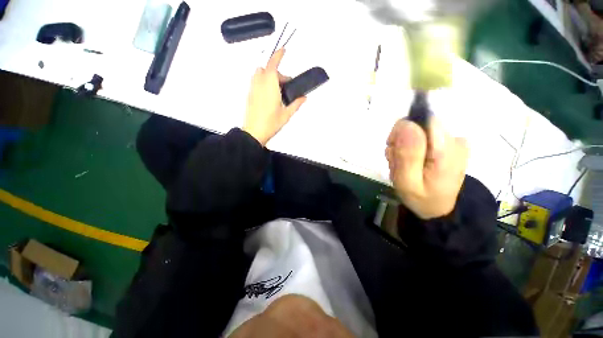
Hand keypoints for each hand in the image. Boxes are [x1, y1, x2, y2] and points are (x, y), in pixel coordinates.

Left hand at [243, 48, 305, 145]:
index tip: (284, 50)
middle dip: (278, 73)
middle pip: (268, 69)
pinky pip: (256, 82)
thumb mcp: (287, 114)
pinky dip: (264, 82)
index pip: (273, 64)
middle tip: (286, 86)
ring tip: (277, 90)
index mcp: (270, 86)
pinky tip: (270, 96)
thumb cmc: (271, 123)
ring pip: (260, 74)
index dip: (278, 55)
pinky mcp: (250, 95)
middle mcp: (259, 83)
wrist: (254, 132)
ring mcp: (253, 89)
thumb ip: (296, 104)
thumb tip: (304, 98)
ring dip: (269, 76)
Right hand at [385, 117, 468, 219]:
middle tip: (398, 164)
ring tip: (403, 167)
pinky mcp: (446, 144)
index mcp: (447, 149)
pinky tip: (409, 164)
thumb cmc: (422, 199)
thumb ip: (408, 154)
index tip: (395, 151)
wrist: (438, 208)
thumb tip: (406, 124)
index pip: (423, 120)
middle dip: (400, 143)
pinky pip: (420, 138)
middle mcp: (454, 139)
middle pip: (418, 126)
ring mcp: (451, 141)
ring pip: (416, 132)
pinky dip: (409, 149)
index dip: (403, 132)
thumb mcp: (408, 182)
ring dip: (402, 148)